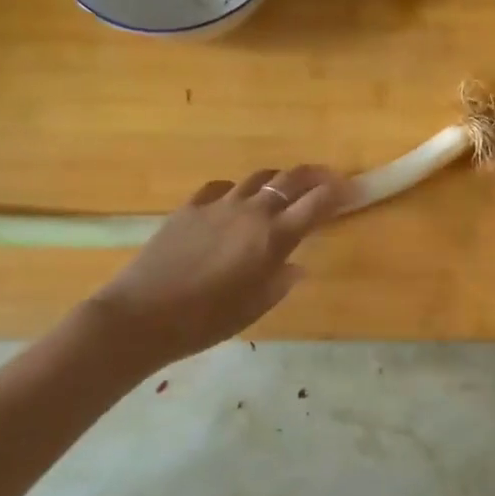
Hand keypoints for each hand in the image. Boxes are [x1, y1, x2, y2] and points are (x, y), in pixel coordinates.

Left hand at [81, 164, 347, 373]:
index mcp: (272, 238)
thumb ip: (280, 282)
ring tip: (284, 188)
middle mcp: (251, 212)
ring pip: (258, 178)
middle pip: (291, 179)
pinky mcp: (190, 207)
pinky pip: (222, 188)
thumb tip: (296, 266)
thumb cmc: (205, 320)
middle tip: (329, 178)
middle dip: (315, 175)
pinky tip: (234, 202)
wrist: (142, 315)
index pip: (316, 204)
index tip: (353, 190)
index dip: (339, 193)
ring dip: (278, 179)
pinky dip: (237, 190)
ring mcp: (218, 205)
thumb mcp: (253, 308)